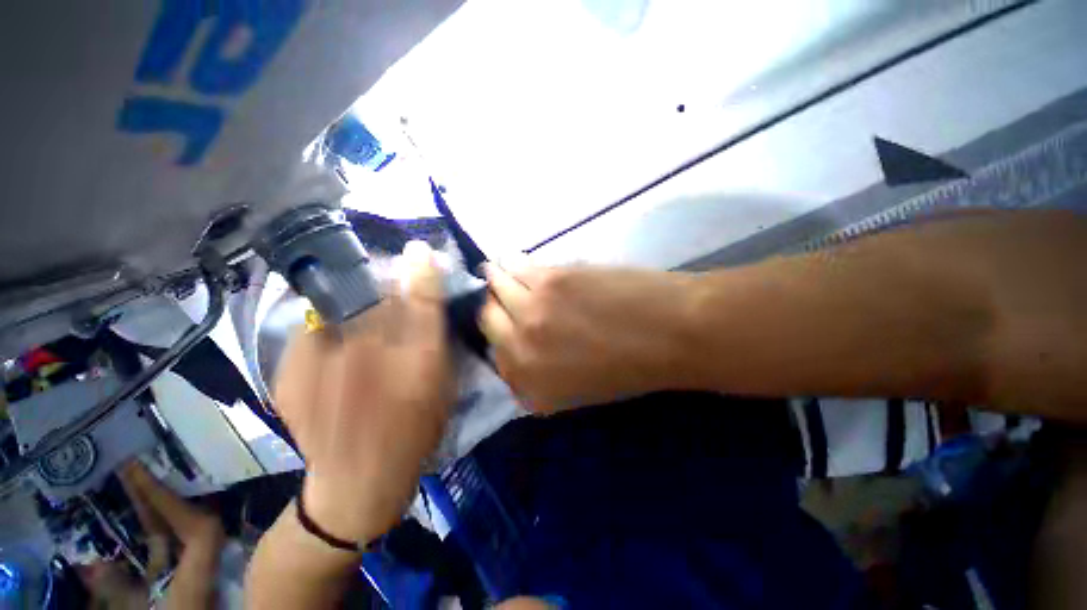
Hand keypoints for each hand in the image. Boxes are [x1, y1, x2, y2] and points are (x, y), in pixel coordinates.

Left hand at [274, 242, 453, 543]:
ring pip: (341, 307)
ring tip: (359, 314)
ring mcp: (323, 362)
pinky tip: (333, 347)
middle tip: (388, 282)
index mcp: (415, 360)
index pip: (421, 299)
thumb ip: (438, 340)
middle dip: (385, 281)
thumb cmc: (415, 431)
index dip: (422, 270)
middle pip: (376, 294)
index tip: (419, 249)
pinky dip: (326, 328)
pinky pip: (312, 330)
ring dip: (354, 300)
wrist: (357, 480)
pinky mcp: (291, 373)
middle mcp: (369, 354)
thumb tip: (429, 305)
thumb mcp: (443, 385)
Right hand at [480, 261, 698, 411]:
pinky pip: (514, 267)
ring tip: (500, 272)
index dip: (501, 336)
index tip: (505, 324)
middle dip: (493, 308)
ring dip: (497, 280)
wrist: (671, 332)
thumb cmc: (632, 367)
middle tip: (501, 296)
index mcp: (531, 387)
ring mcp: (531, 313)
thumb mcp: (580, 388)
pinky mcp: (549, 280)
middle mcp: (521, 352)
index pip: (496, 356)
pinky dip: (510, 263)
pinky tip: (511, 260)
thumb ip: (541, 372)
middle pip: (488, 320)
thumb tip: (519, 344)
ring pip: (495, 288)